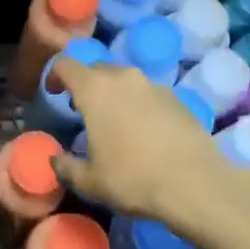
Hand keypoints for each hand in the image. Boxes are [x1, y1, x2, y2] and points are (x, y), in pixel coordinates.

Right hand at [50, 57, 232, 222]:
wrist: (196, 184)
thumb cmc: (133, 179)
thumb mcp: (91, 181)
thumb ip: (66, 167)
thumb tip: (55, 160)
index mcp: (95, 89)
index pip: (65, 64)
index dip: (55, 76)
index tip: (53, 94)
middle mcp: (123, 77)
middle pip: (96, 69)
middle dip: (86, 86)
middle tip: (84, 112)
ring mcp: (153, 84)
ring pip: (124, 80)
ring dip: (114, 94)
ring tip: (117, 123)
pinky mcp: (177, 97)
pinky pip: (148, 93)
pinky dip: (140, 104)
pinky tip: (146, 133)